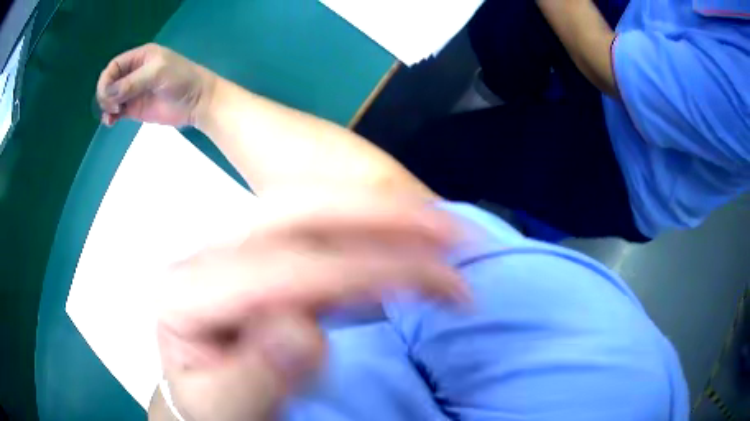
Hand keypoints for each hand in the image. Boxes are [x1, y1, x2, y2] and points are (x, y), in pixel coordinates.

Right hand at [96, 43, 215, 126]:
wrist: (197, 101)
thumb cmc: (180, 80)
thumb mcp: (156, 73)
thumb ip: (132, 81)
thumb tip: (108, 93)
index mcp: (140, 57)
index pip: (114, 66)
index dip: (107, 79)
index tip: (109, 94)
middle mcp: (134, 73)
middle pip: (110, 82)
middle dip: (106, 94)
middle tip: (114, 105)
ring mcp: (133, 92)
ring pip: (111, 97)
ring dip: (106, 106)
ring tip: (113, 114)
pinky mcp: (135, 108)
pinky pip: (117, 111)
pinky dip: (111, 116)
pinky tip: (111, 121)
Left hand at [155, 193, 468, 420]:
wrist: (196, 388)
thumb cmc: (209, 404)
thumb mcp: (221, 409)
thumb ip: (250, 381)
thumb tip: (301, 330)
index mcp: (185, 292)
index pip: (276, 271)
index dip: (359, 271)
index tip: (434, 283)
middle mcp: (209, 253)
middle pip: (292, 213)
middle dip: (377, 214)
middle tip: (450, 230)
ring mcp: (235, 247)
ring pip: (310, 209)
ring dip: (382, 216)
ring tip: (443, 231)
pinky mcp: (262, 256)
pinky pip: (317, 232)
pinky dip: (369, 233)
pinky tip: (404, 246)